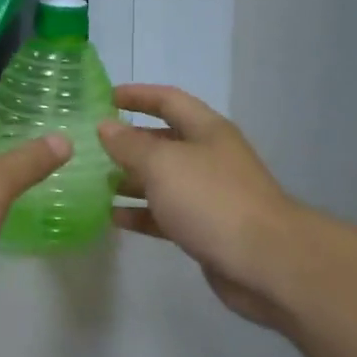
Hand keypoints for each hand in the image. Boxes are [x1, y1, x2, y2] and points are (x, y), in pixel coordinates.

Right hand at [97, 85, 303, 331]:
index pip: (168, 100)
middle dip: (129, 141)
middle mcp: (209, 156)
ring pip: (162, 180)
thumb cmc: (211, 199)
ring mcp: (208, 194)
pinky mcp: (204, 228)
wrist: (264, 261)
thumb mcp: (163, 163)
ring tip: (93, 182)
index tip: (105, 97)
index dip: (137, 95)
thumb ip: (130, 145)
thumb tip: (106, 127)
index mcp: (206, 130)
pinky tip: (113, 217)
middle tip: (91, 146)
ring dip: (130, 179)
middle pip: (164, 140)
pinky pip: (166, 214)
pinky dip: (141, 213)